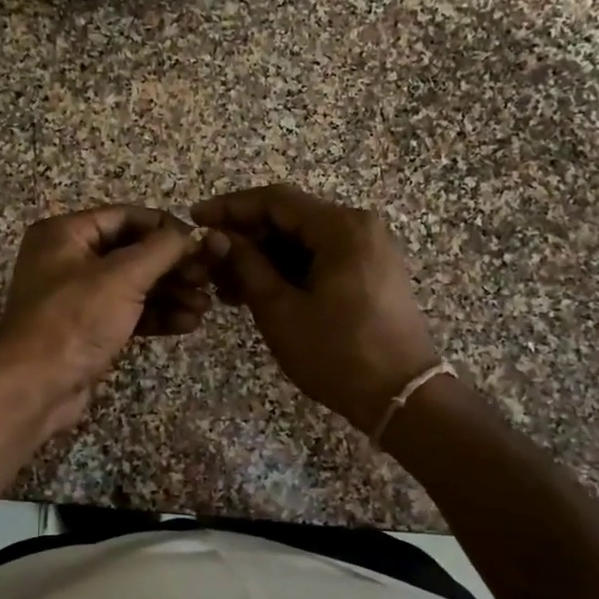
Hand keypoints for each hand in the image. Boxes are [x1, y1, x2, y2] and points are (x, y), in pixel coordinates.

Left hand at [0, 206, 227, 432]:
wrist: (34, 387)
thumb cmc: (75, 319)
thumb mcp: (122, 277)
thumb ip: (161, 250)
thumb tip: (190, 235)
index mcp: (65, 233)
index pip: (125, 217)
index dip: (165, 227)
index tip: (201, 243)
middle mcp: (68, 259)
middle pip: (132, 252)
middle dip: (172, 266)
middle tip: (208, 278)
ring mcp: (77, 297)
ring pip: (133, 285)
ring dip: (170, 293)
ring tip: (205, 306)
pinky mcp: (87, 329)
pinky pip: (128, 312)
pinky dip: (156, 315)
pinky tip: (187, 323)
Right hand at [192, 184, 439, 434]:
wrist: (402, 397)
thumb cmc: (337, 353)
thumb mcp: (280, 310)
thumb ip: (246, 266)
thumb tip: (219, 239)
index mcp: (341, 228)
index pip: (275, 201)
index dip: (230, 207)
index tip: (195, 219)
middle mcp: (359, 227)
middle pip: (290, 217)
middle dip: (246, 236)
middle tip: (209, 260)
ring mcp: (368, 249)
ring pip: (303, 239)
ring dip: (264, 256)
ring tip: (226, 285)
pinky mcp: (370, 271)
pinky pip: (320, 257)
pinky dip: (288, 269)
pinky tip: (258, 291)